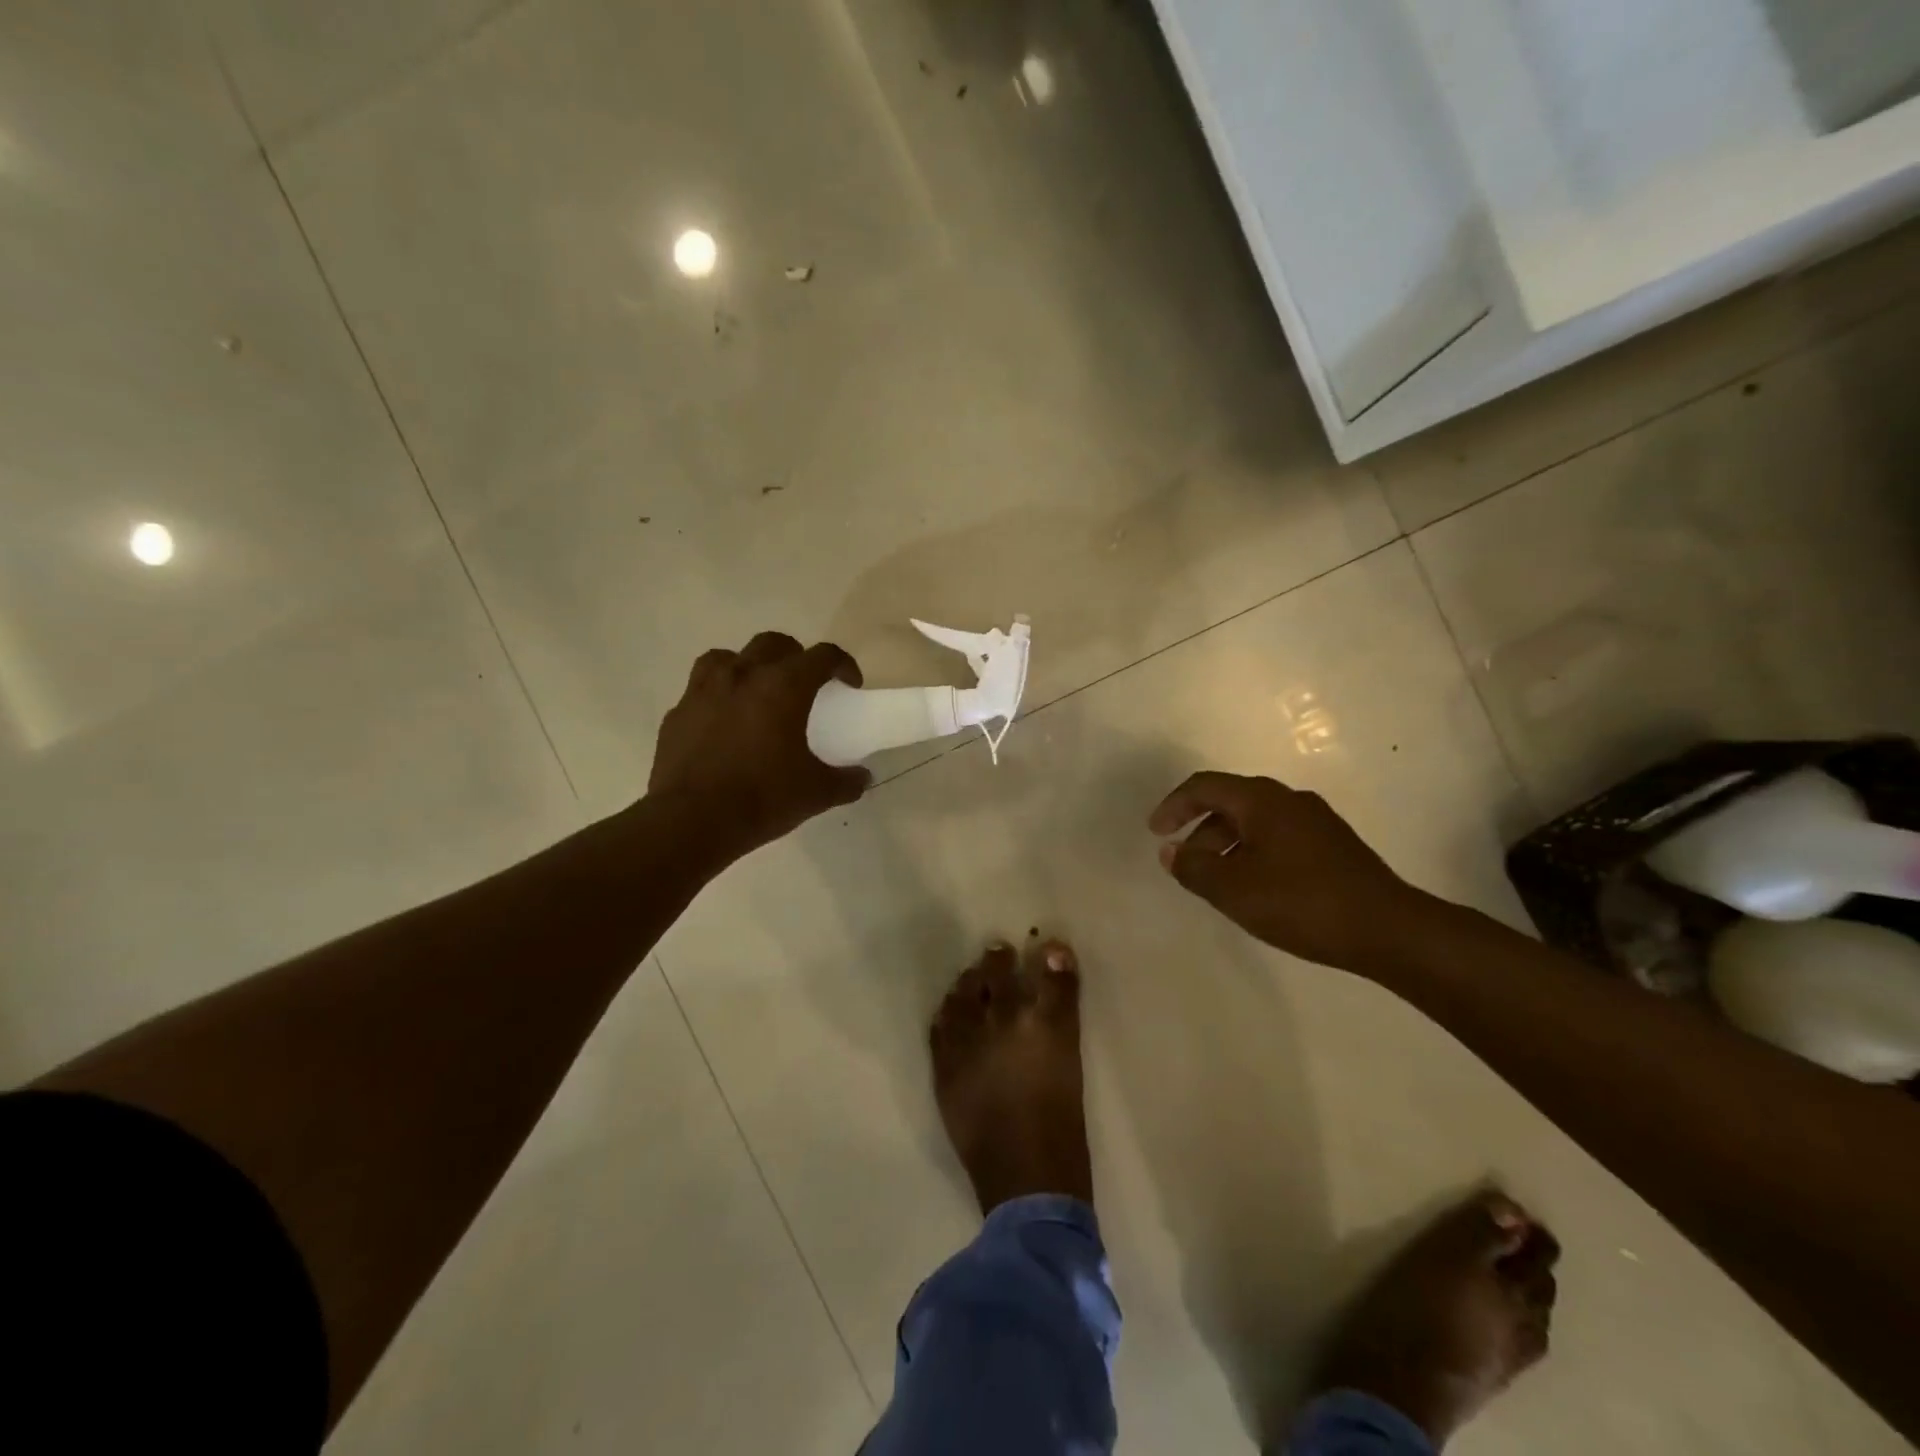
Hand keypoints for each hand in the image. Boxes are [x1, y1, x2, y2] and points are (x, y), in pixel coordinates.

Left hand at [649, 633, 870, 859]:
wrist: (691, 822)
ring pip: (729, 657)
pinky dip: (717, 698)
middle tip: (804, 685)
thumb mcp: (816, 794)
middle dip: (795, 656)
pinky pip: (700, 691)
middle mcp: (743, 676)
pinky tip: (723, 724)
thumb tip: (863, 777)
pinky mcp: (677, 713)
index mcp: (783, 687)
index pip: (823, 656)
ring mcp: (703, 691)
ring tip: (756, 693)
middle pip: (774, 644)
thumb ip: (846, 781)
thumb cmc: (762, 799)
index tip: (849, 685)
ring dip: (749, 667)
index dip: (843, 665)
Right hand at [1148, 771, 1432, 972]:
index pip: (1204, 786)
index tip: (1155, 832)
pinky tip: (1255, 887)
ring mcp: (1316, 821)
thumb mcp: (1234, 890)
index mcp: (1262, 800)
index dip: (1173, 805)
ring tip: (1216, 881)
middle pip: (1230, 802)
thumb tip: (1172, 852)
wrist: (1388, 930)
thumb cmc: (1301, 903)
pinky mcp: (1333, 845)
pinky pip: (1278, 837)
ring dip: (1226, 844)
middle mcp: (1288, 799)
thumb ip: (1194, 868)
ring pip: (1255, 821)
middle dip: (1199, 829)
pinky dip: (1252, 852)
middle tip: (1183, 862)